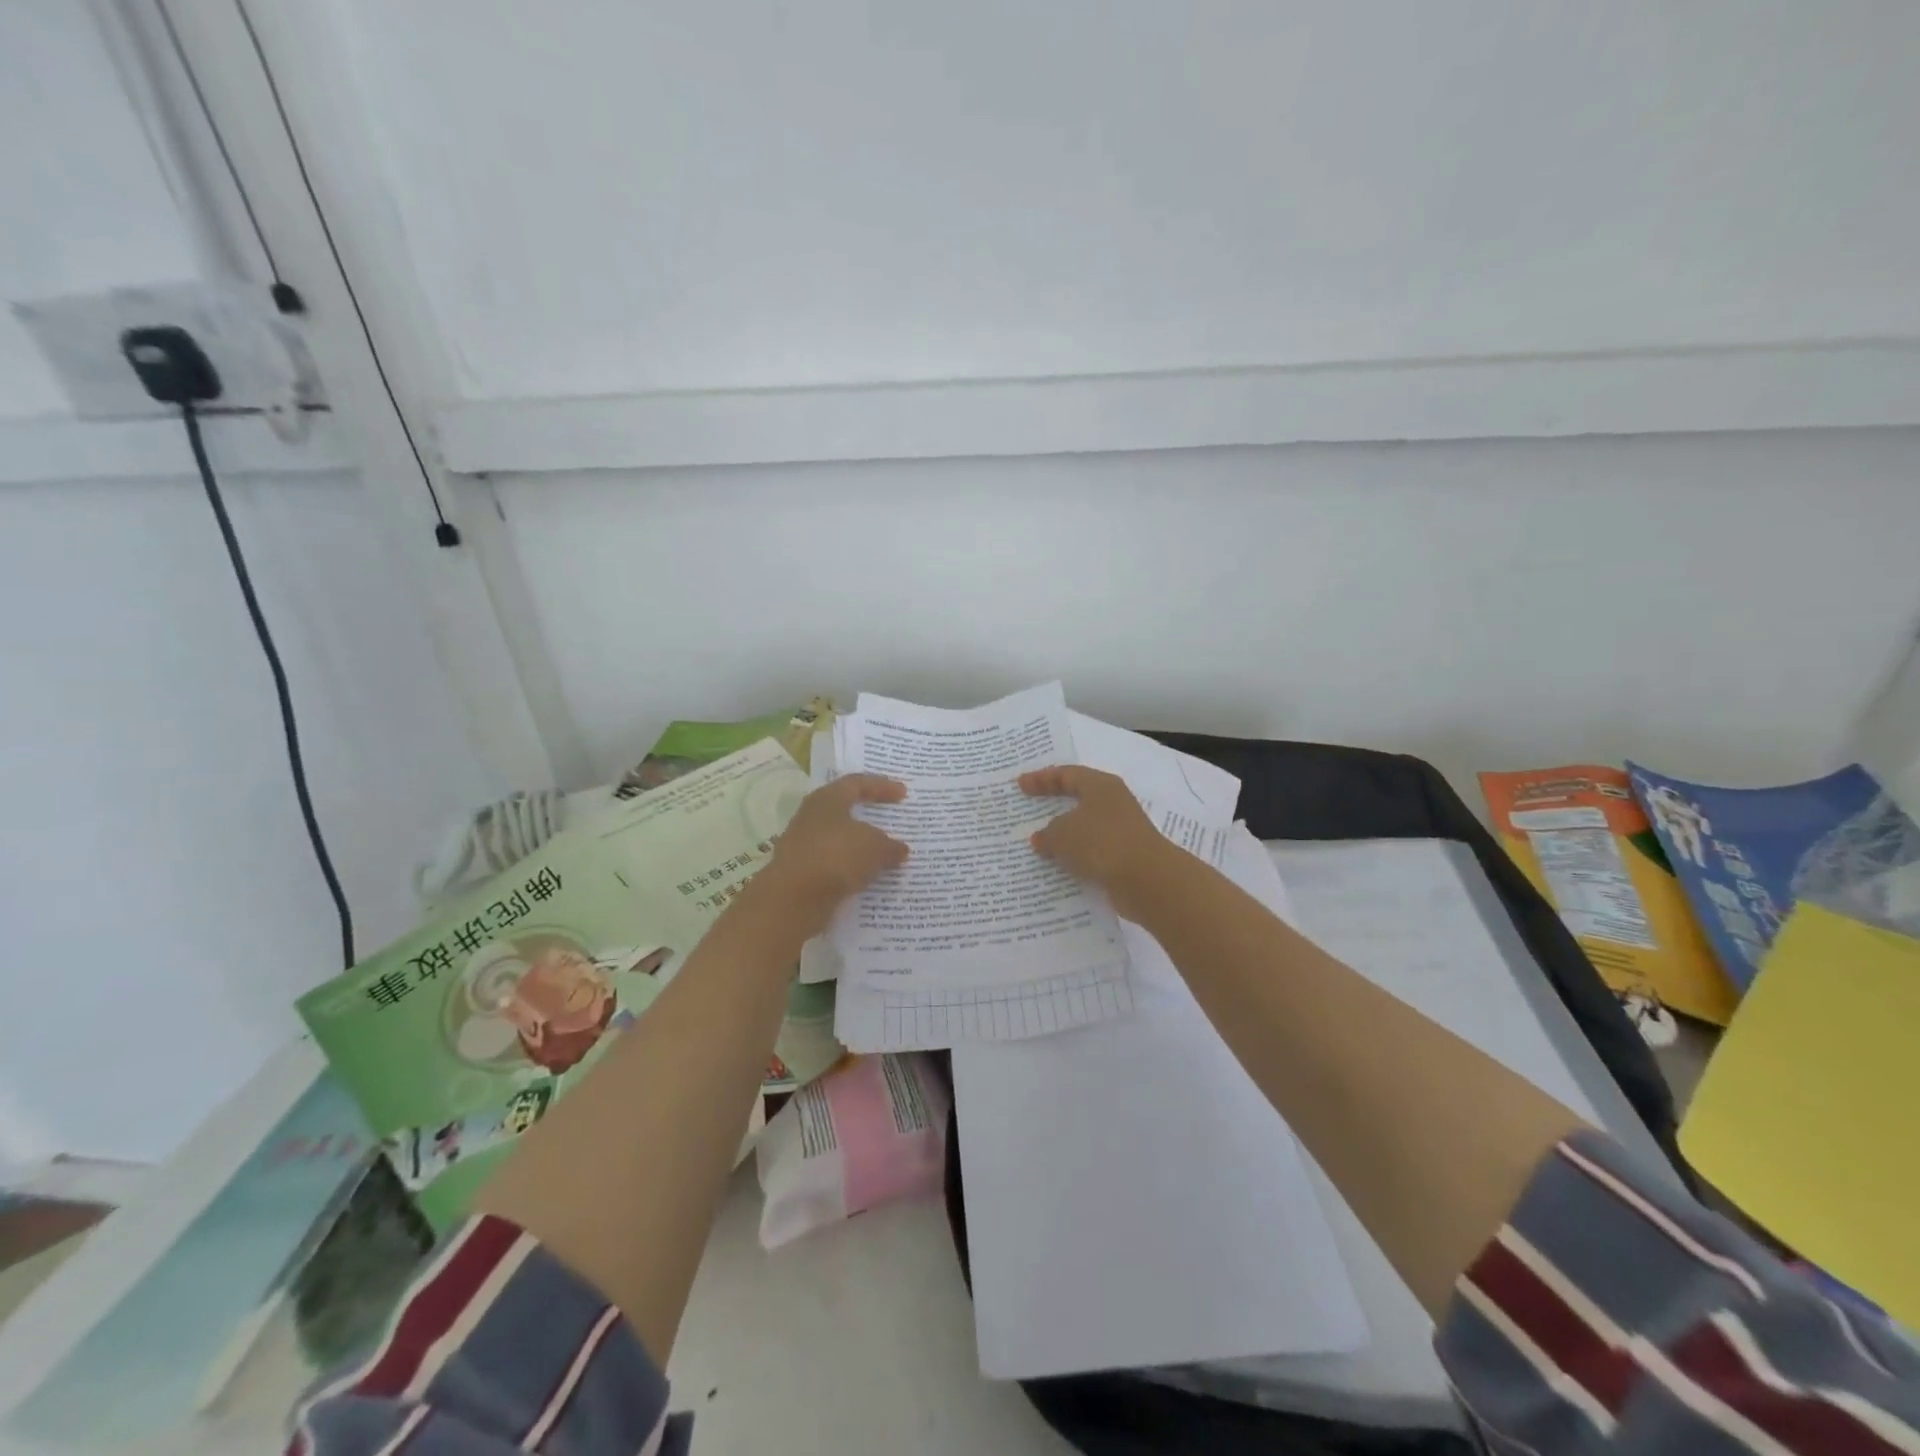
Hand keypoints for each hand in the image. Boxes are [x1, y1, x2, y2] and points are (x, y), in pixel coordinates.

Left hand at [752, 774, 908, 938]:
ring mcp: (804, 846)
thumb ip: (890, 845)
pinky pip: (834, 865)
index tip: (904, 794)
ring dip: (861, 847)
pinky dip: (852, 869)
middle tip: (892, 820)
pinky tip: (869, 878)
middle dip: (869, 817)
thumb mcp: (875, 847)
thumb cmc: (836, 856)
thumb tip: (900, 849)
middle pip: (845, 810)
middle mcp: (811, 817)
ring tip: (885, 854)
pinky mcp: (802, 873)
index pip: (857, 783)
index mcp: (827, 799)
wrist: (793, 899)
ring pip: (839, 840)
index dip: (882, 786)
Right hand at [1020, 766, 1174, 921]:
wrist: (1147, 880)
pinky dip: (1075, 857)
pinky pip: (1092, 852)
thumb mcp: (1062, 834)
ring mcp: (1121, 831)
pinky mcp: (1124, 857)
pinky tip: (1058, 867)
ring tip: (1038, 843)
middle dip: (1053, 805)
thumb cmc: (1101, 842)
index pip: (1067, 774)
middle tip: (1029, 809)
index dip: (1042, 778)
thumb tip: (1041, 838)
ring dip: (1064, 836)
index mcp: (1100, 786)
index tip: (1020, 785)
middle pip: (1078, 799)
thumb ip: (1047, 833)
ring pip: (1085, 828)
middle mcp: (1113, 804)